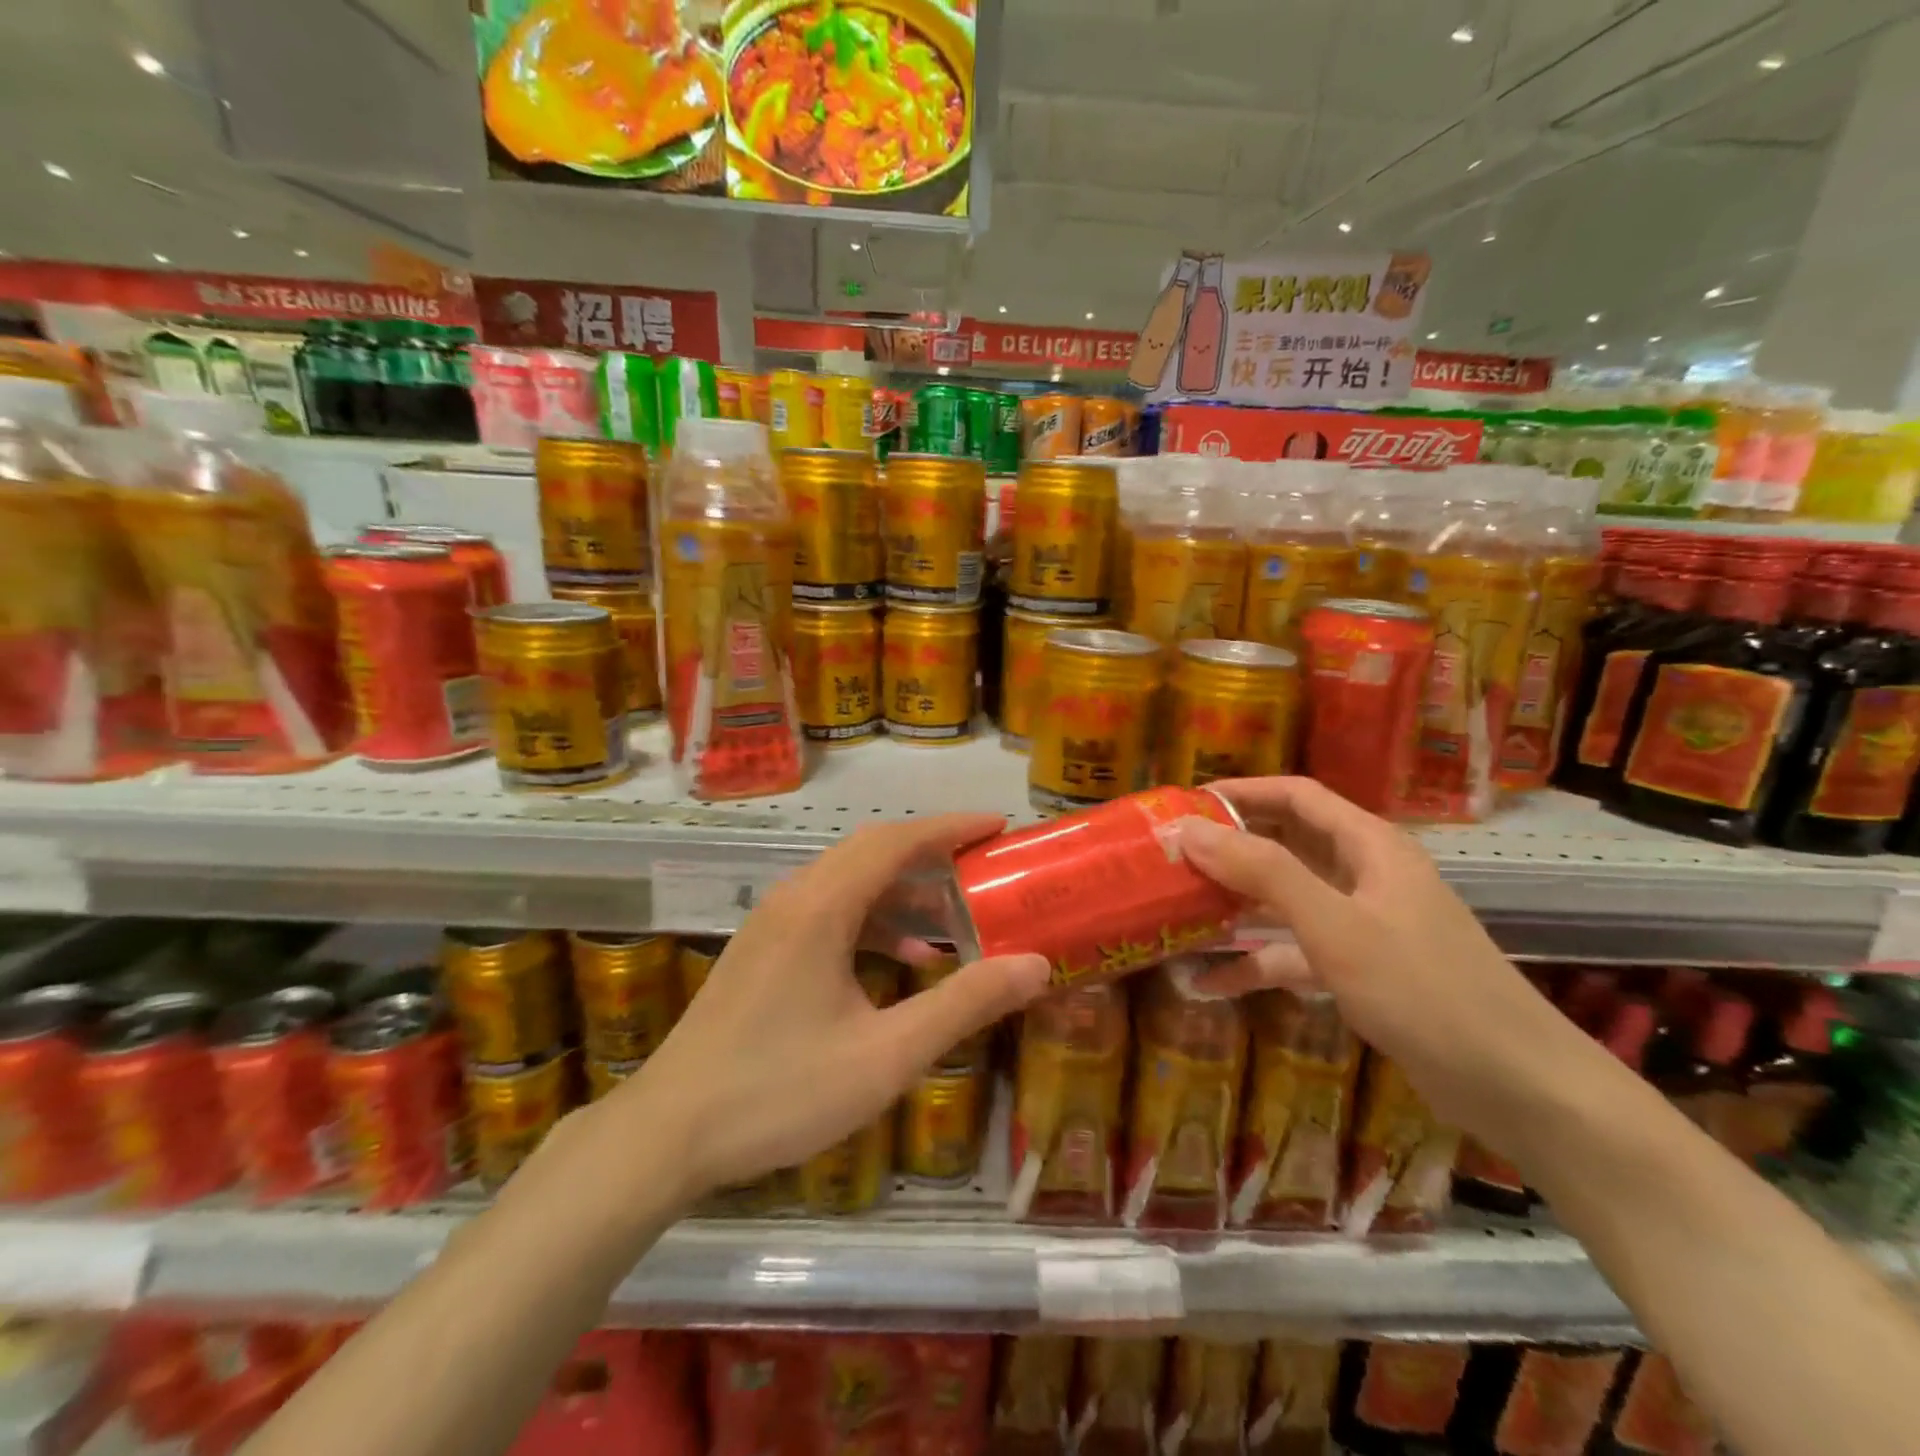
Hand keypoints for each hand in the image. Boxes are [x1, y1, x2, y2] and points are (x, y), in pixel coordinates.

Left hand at [608, 814, 1051, 1201]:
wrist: (666, 1133)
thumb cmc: (779, 1091)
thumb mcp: (886, 1055)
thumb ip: (962, 1004)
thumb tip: (1033, 965)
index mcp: (821, 906)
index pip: (896, 841)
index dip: (951, 828)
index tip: (998, 827)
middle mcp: (795, 898)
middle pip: (872, 851)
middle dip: (932, 853)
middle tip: (984, 867)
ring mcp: (772, 922)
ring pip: (848, 881)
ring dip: (902, 890)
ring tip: (952, 920)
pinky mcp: (762, 949)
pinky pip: (828, 911)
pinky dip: (872, 919)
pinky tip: (898, 960)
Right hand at [1177, 777, 1601, 1153]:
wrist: (1517, 1087)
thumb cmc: (1424, 990)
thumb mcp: (1335, 925)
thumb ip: (1262, 872)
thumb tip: (1188, 829)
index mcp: (1369, 845)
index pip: (1295, 795)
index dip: (1240, 792)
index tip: (1183, 804)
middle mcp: (1365, 874)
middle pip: (1287, 843)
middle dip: (1230, 847)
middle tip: (1171, 855)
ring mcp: (1363, 924)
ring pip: (1287, 898)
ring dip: (1236, 903)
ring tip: (1178, 907)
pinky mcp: (1361, 969)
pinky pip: (1296, 951)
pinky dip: (1257, 961)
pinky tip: (1209, 983)